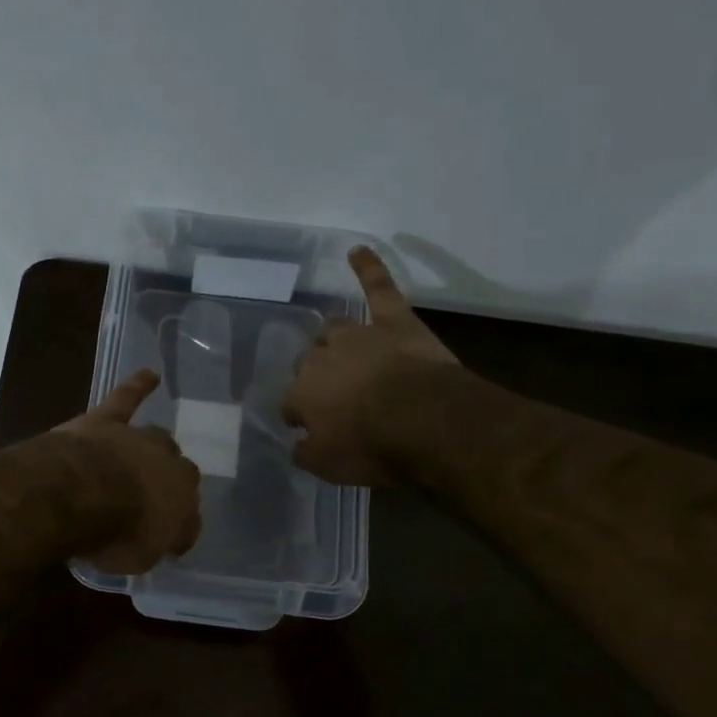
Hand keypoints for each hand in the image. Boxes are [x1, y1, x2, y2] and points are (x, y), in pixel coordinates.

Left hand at [58, 369, 202, 572]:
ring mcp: (140, 440)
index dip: (177, 529)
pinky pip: (127, 399)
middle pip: (179, 473)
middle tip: (152, 499)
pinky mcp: (109, 420)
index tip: (166, 540)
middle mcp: (170, 468)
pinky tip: (149, 375)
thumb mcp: (138, 558)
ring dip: (156, 449)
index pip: (188, 519)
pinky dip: (138, 386)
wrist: (81, 492)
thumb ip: (150, 546)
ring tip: (152, 454)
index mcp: (183, 505)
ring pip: (159, 439)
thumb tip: (155, 540)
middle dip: (169, 484)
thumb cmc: (115, 533)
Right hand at [284, 247, 459, 484]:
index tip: (310, 429)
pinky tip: (357, 251)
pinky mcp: (394, 321)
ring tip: (340, 351)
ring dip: (333, 341)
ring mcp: (358, 336)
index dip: (300, 417)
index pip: (291, 404)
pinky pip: (378, 288)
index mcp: (301, 393)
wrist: (425, 422)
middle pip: (309, 364)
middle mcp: (321, 359)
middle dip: (316, 379)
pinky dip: (368, 269)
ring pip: (334, 330)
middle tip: (334, 398)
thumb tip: (297, 444)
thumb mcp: (327, 466)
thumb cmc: (371, 447)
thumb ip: (305, 453)